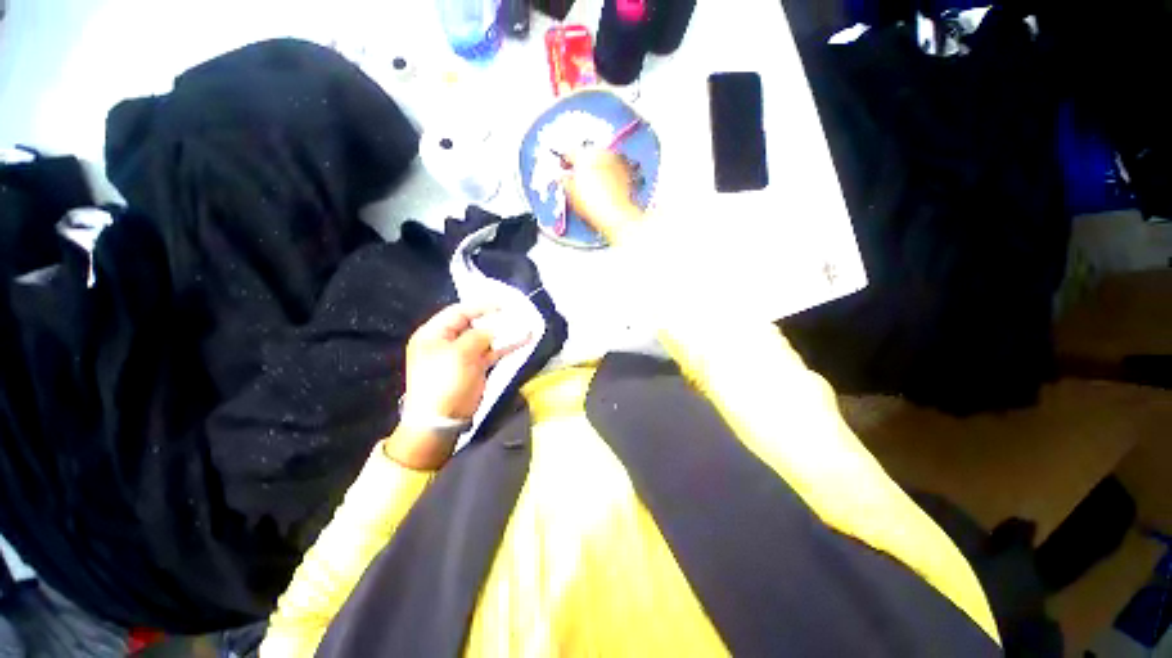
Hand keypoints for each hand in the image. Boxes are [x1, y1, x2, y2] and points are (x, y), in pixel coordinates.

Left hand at [386, 304, 528, 469]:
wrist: (441, 419)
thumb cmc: (444, 382)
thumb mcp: (458, 354)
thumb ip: (479, 335)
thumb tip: (496, 327)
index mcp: (434, 334)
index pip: (459, 312)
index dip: (481, 306)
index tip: (503, 303)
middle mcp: (448, 341)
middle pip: (474, 324)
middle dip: (495, 319)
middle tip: (516, 312)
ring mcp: (463, 355)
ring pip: (486, 338)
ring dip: (504, 332)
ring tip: (524, 324)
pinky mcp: (476, 367)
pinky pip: (492, 352)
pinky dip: (506, 346)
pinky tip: (522, 340)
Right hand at [565, 149, 644, 242]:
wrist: (617, 215)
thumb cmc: (594, 204)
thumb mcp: (571, 193)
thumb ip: (566, 181)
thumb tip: (564, 178)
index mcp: (584, 154)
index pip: (569, 151)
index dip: (565, 161)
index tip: (564, 169)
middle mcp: (602, 152)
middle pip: (588, 153)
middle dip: (583, 164)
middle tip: (578, 178)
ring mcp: (617, 160)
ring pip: (603, 159)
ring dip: (597, 167)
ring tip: (594, 184)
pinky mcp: (628, 170)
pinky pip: (614, 167)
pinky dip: (609, 174)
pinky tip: (606, 187)